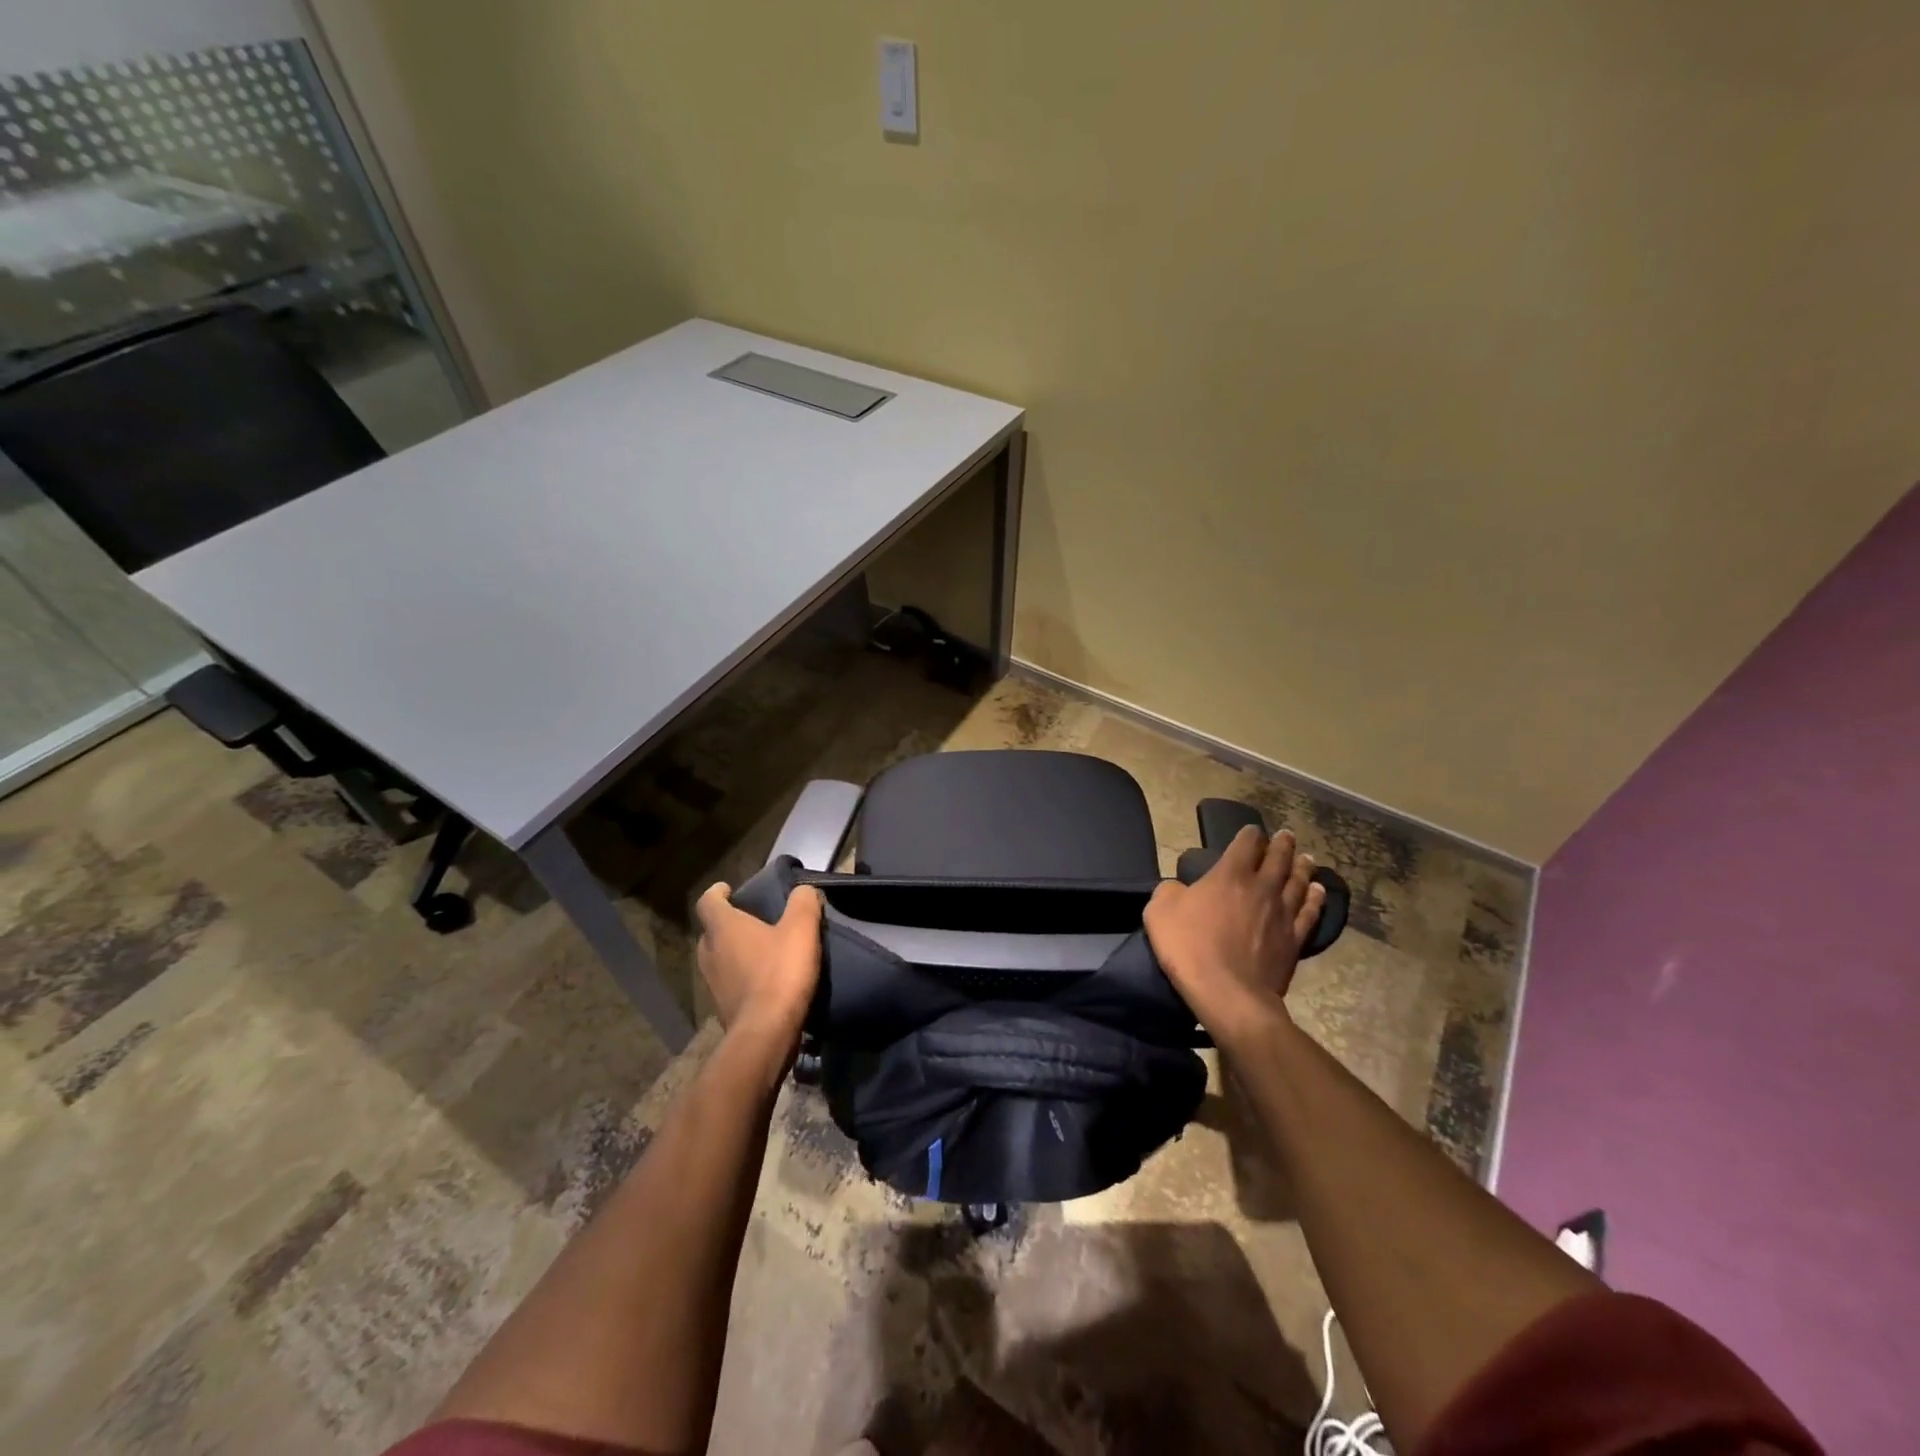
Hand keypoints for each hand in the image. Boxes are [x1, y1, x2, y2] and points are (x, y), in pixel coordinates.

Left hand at [694, 882, 822, 1046]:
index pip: (708, 901)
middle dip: (729, 924)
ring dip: (735, 952)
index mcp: (723, 928)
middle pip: (712, 931)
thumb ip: (803, 902)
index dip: (718, 892)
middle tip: (753, 921)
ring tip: (762, 951)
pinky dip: (742, 977)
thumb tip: (802, 890)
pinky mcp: (722, 1008)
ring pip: (719, 958)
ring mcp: (712, 984)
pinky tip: (765, 981)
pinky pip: (729, 983)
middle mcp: (709, 953)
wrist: (767, 1033)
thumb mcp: (802, 929)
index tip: (729, 889)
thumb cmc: (781, 972)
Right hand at [1143, 827, 1325, 1043]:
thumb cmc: (1189, 947)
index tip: (1252, 830)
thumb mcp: (1160, 911)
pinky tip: (1317, 892)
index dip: (1249, 834)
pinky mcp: (1293, 940)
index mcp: (1229, 875)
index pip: (1245, 844)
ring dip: (1302, 868)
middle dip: (1282, 845)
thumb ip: (1170, 891)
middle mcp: (1261, 887)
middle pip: (1278, 859)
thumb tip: (1179, 888)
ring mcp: (1282, 914)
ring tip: (1307, 859)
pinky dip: (1314, 899)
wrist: (1227, 993)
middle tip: (1288, 836)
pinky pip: (1309, 913)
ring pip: (1297, 882)